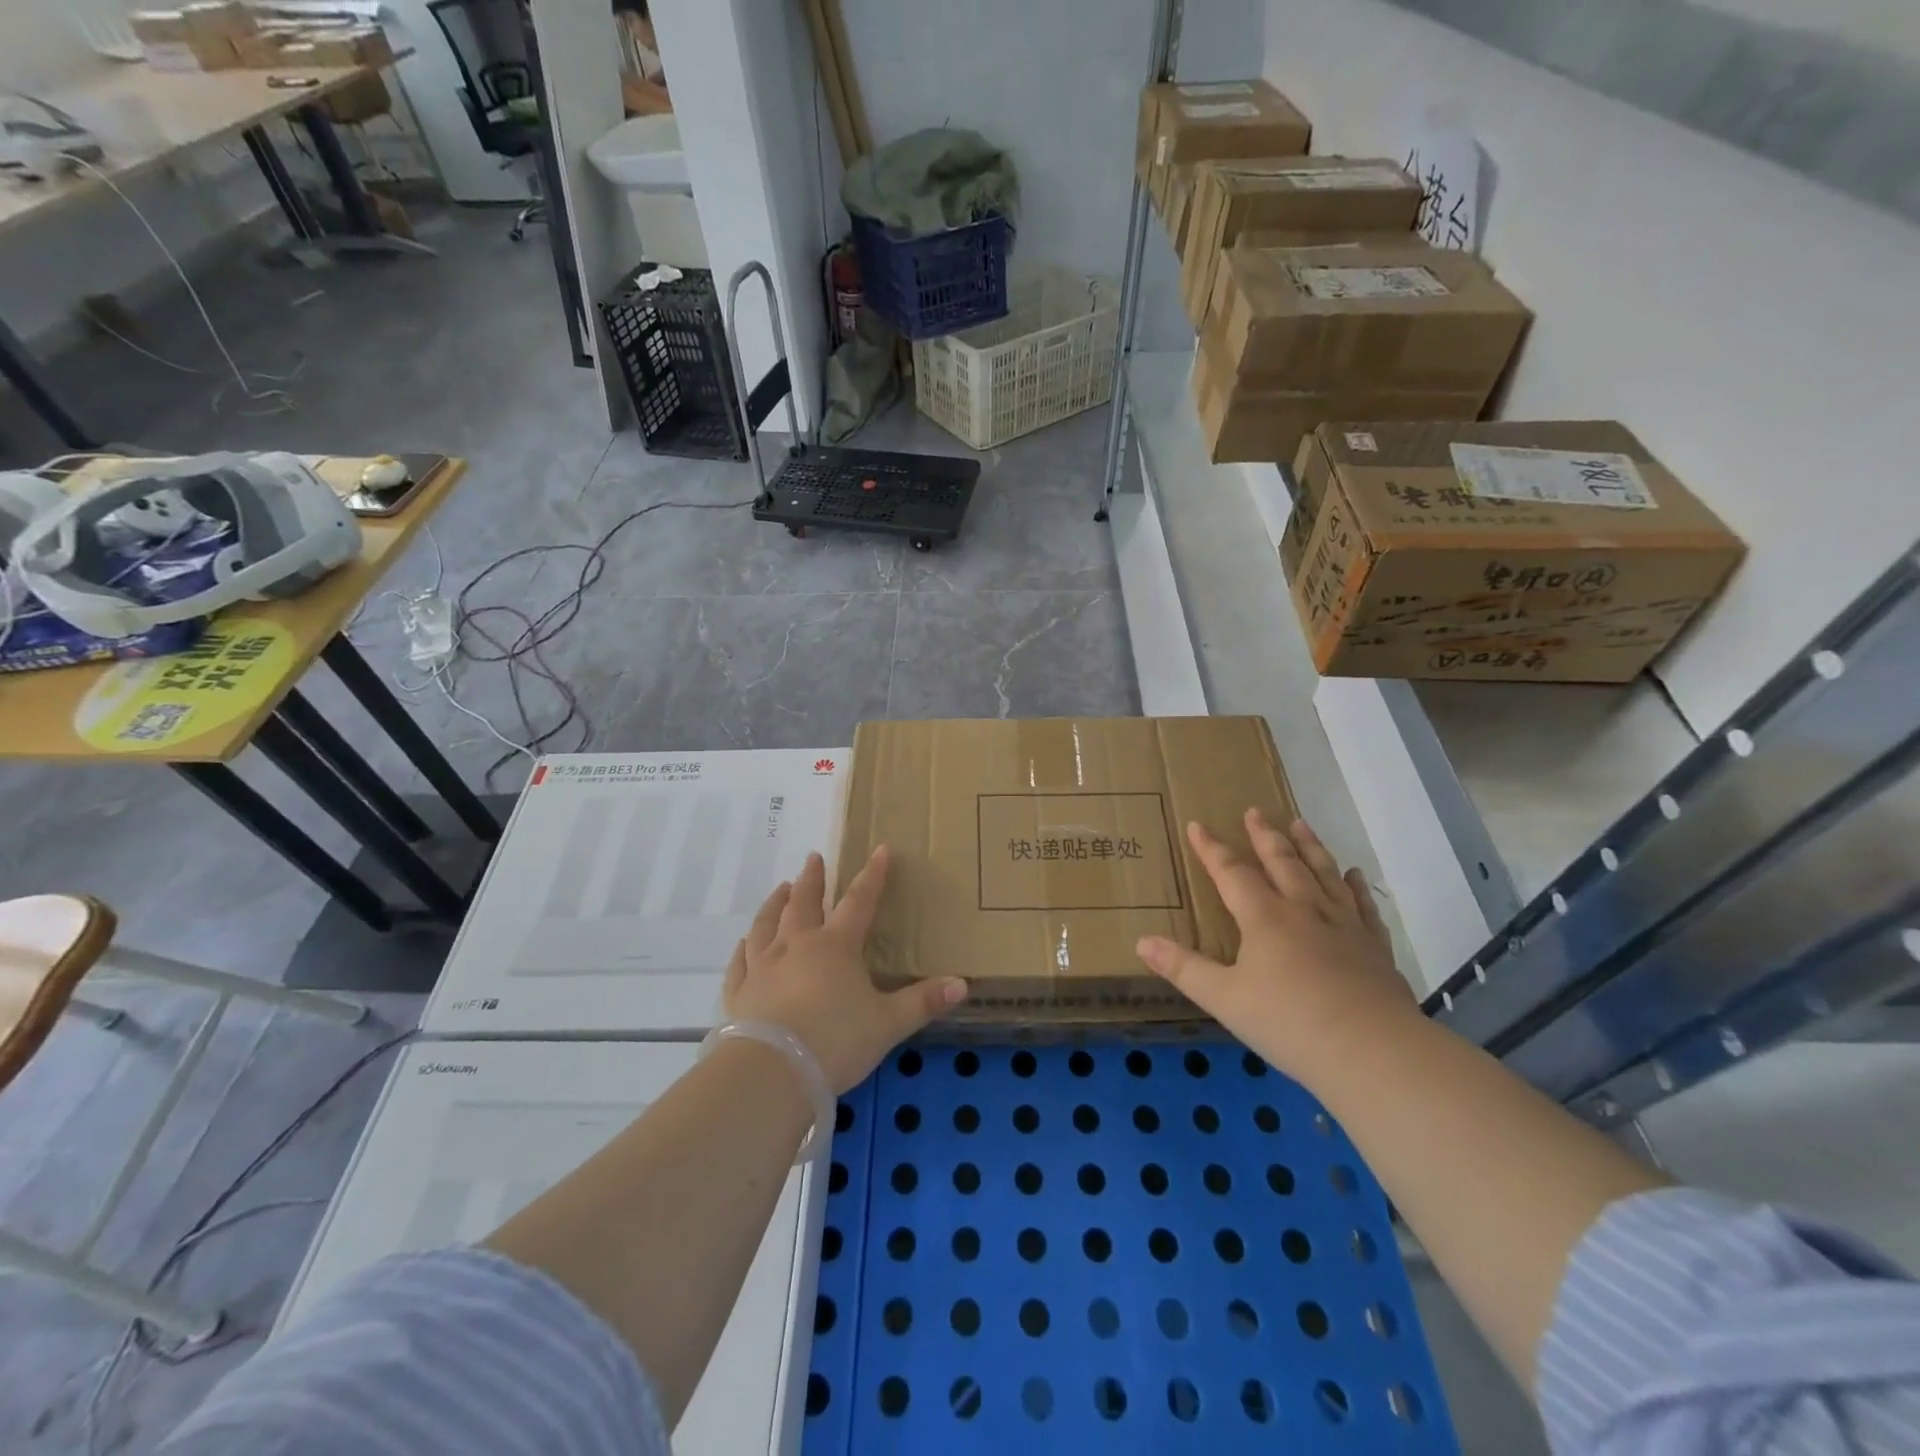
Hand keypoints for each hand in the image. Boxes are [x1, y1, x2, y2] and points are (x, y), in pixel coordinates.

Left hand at [725, 847, 967, 1093]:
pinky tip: (744, 943)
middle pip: (804, 903)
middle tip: (813, 858)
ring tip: (780, 889)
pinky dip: (744, 948)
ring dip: (775, 904)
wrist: (772, 1072)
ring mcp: (763, 967)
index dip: (872, 875)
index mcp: (836, 946)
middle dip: (812, 879)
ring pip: (766, 924)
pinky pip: (740, 962)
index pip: (859, 902)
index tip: (879, 850)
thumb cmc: (836, 1041)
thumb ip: (923, 1002)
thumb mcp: (889, 1024)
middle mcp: (796, 946)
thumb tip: (962, 984)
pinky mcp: (739, 992)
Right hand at [1136, 810, 1416, 1083]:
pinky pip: (1362, 906)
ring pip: (1323, 873)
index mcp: (1264, 917)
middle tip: (1255, 811)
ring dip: (1309, 846)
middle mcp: (1304, 909)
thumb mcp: (1223, 999)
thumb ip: (1183, 968)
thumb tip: (1141, 941)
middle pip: (1282, 862)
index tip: (1197, 825)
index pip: (1231, 873)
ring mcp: (1344, 925)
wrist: (1373, 1051)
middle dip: (1264, 836)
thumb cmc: (1289, 1022)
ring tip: (1300, 824)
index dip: (1211, 849)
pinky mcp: (1374, 947)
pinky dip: (1356, 887)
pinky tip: (1354, 875)